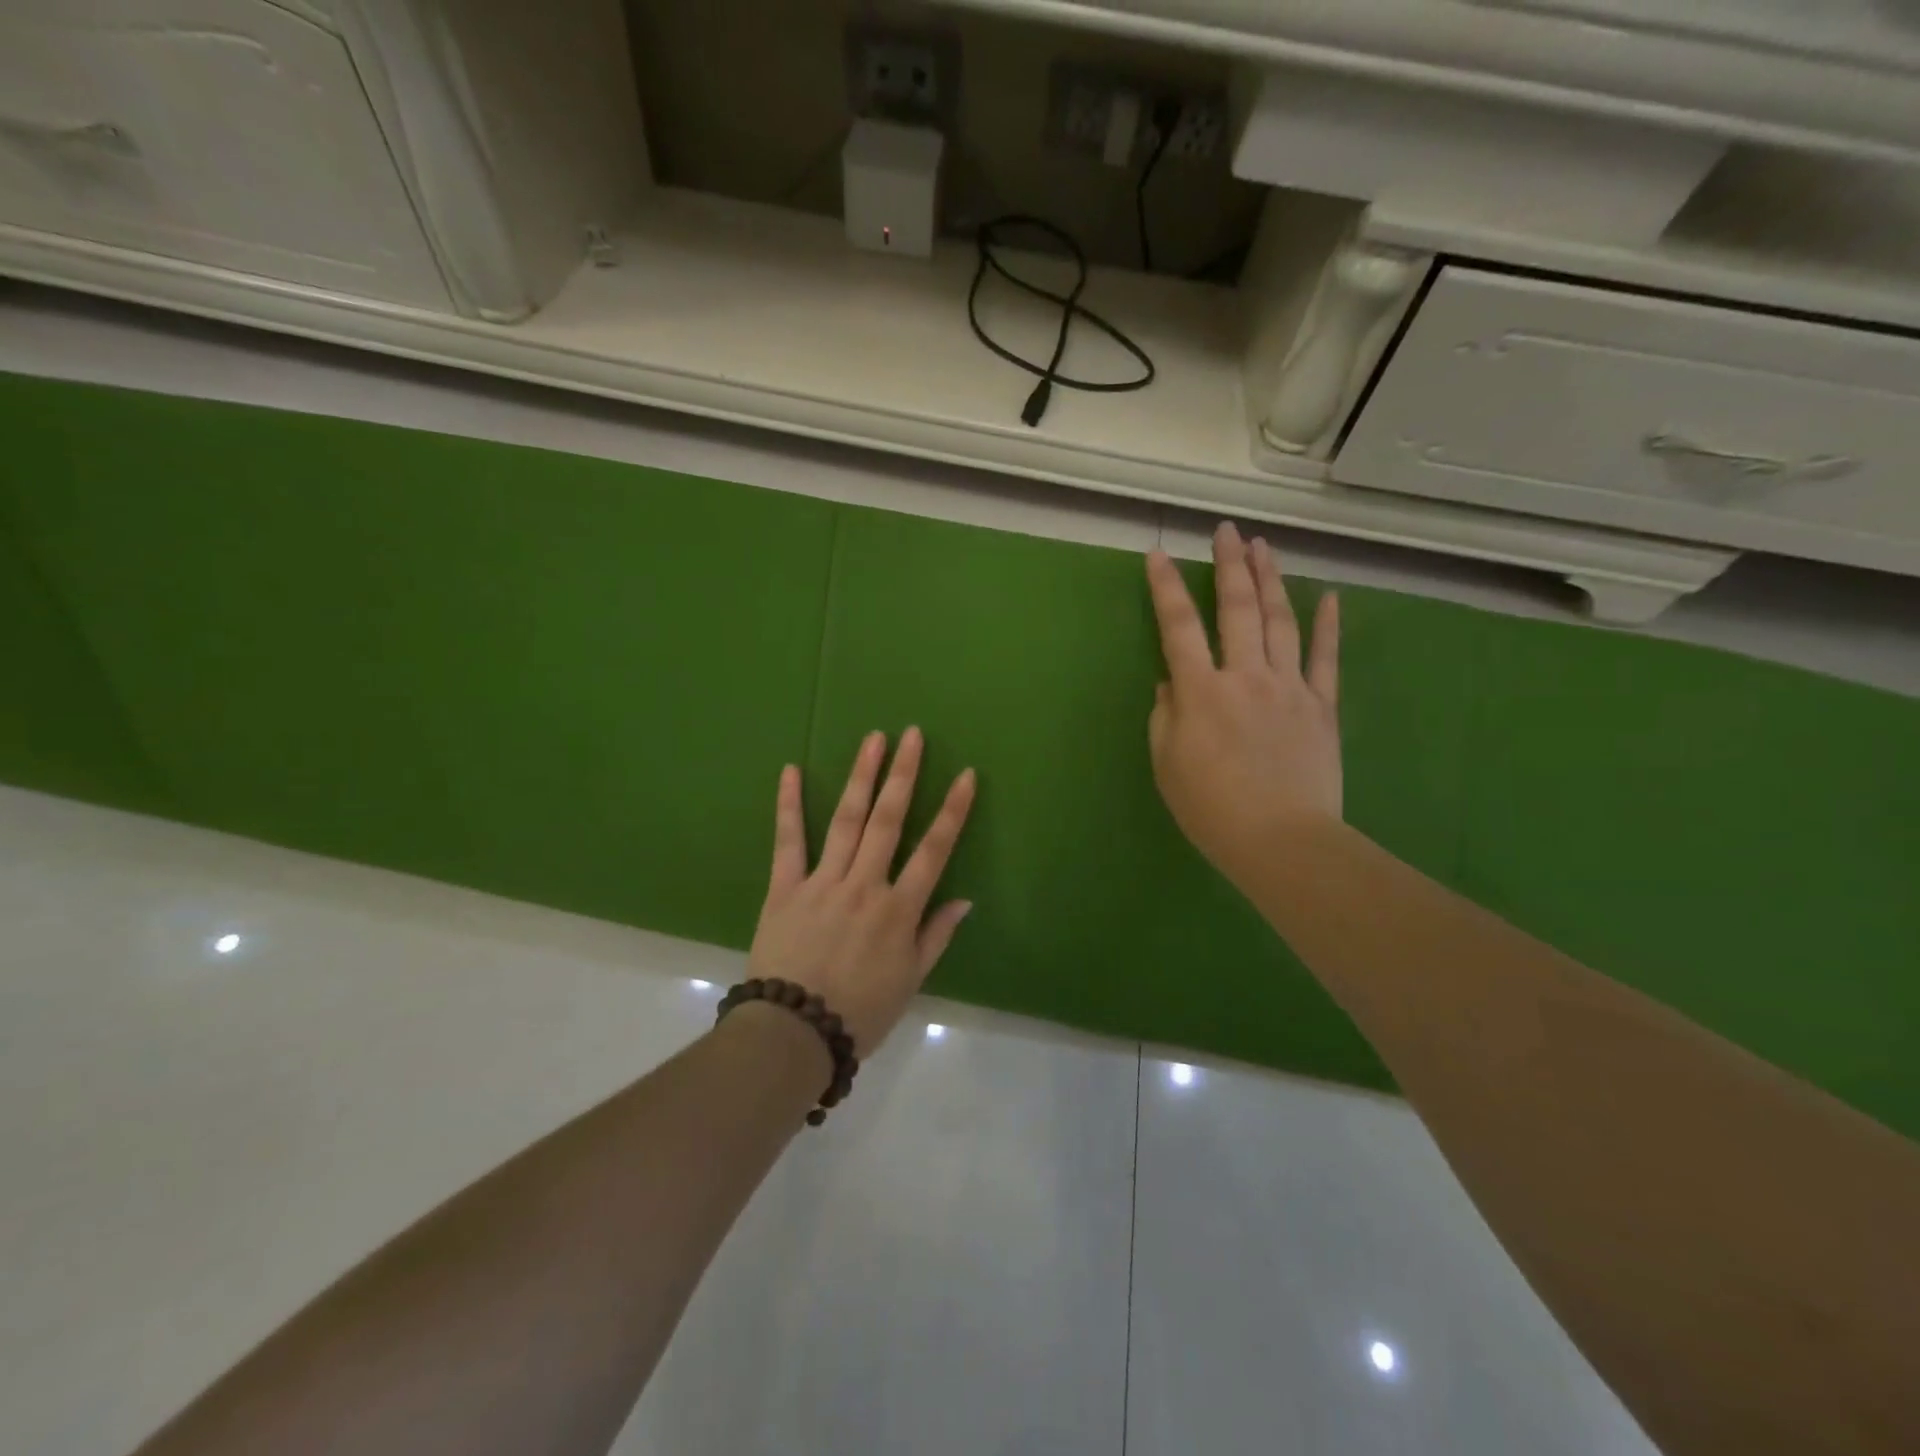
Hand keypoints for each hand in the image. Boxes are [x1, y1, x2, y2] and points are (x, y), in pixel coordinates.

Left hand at [748, 728, 976, 1055]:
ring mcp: (822, 882)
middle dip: (903, 775)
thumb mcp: (910, 981)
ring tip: (873, 740)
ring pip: (846, 820)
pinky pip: (788, 841)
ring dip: (861, 777)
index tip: (965, 774)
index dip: (953, 810)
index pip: (934, 850)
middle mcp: (864, 885)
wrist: (793, 1033)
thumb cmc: (859, 1012)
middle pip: (889, 820)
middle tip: (912, 734)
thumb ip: (935, 936)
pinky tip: (790, 770)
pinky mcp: (784, 887)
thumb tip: (964, 899)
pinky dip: (789, 805)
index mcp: (898, 909)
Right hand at [1145, 523, 1341, 894]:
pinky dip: (1328, 627)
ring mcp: (1289, 688)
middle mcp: (1245, 676)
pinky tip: (1329, 597)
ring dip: (1271, 581)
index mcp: (1200, 692)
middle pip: (1237, 609)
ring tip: (1265, 547)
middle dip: (1230, 565)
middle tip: (1228, 531)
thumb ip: (1165, 717)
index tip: (1158, 555)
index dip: (1165, 588)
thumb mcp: (1166, 765)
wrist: (1282, 841)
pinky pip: (1325, 660)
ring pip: (1280, 622)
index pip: (1178, 628)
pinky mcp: (1321, 707)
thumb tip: (1172, 684)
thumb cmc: (1211, 808)